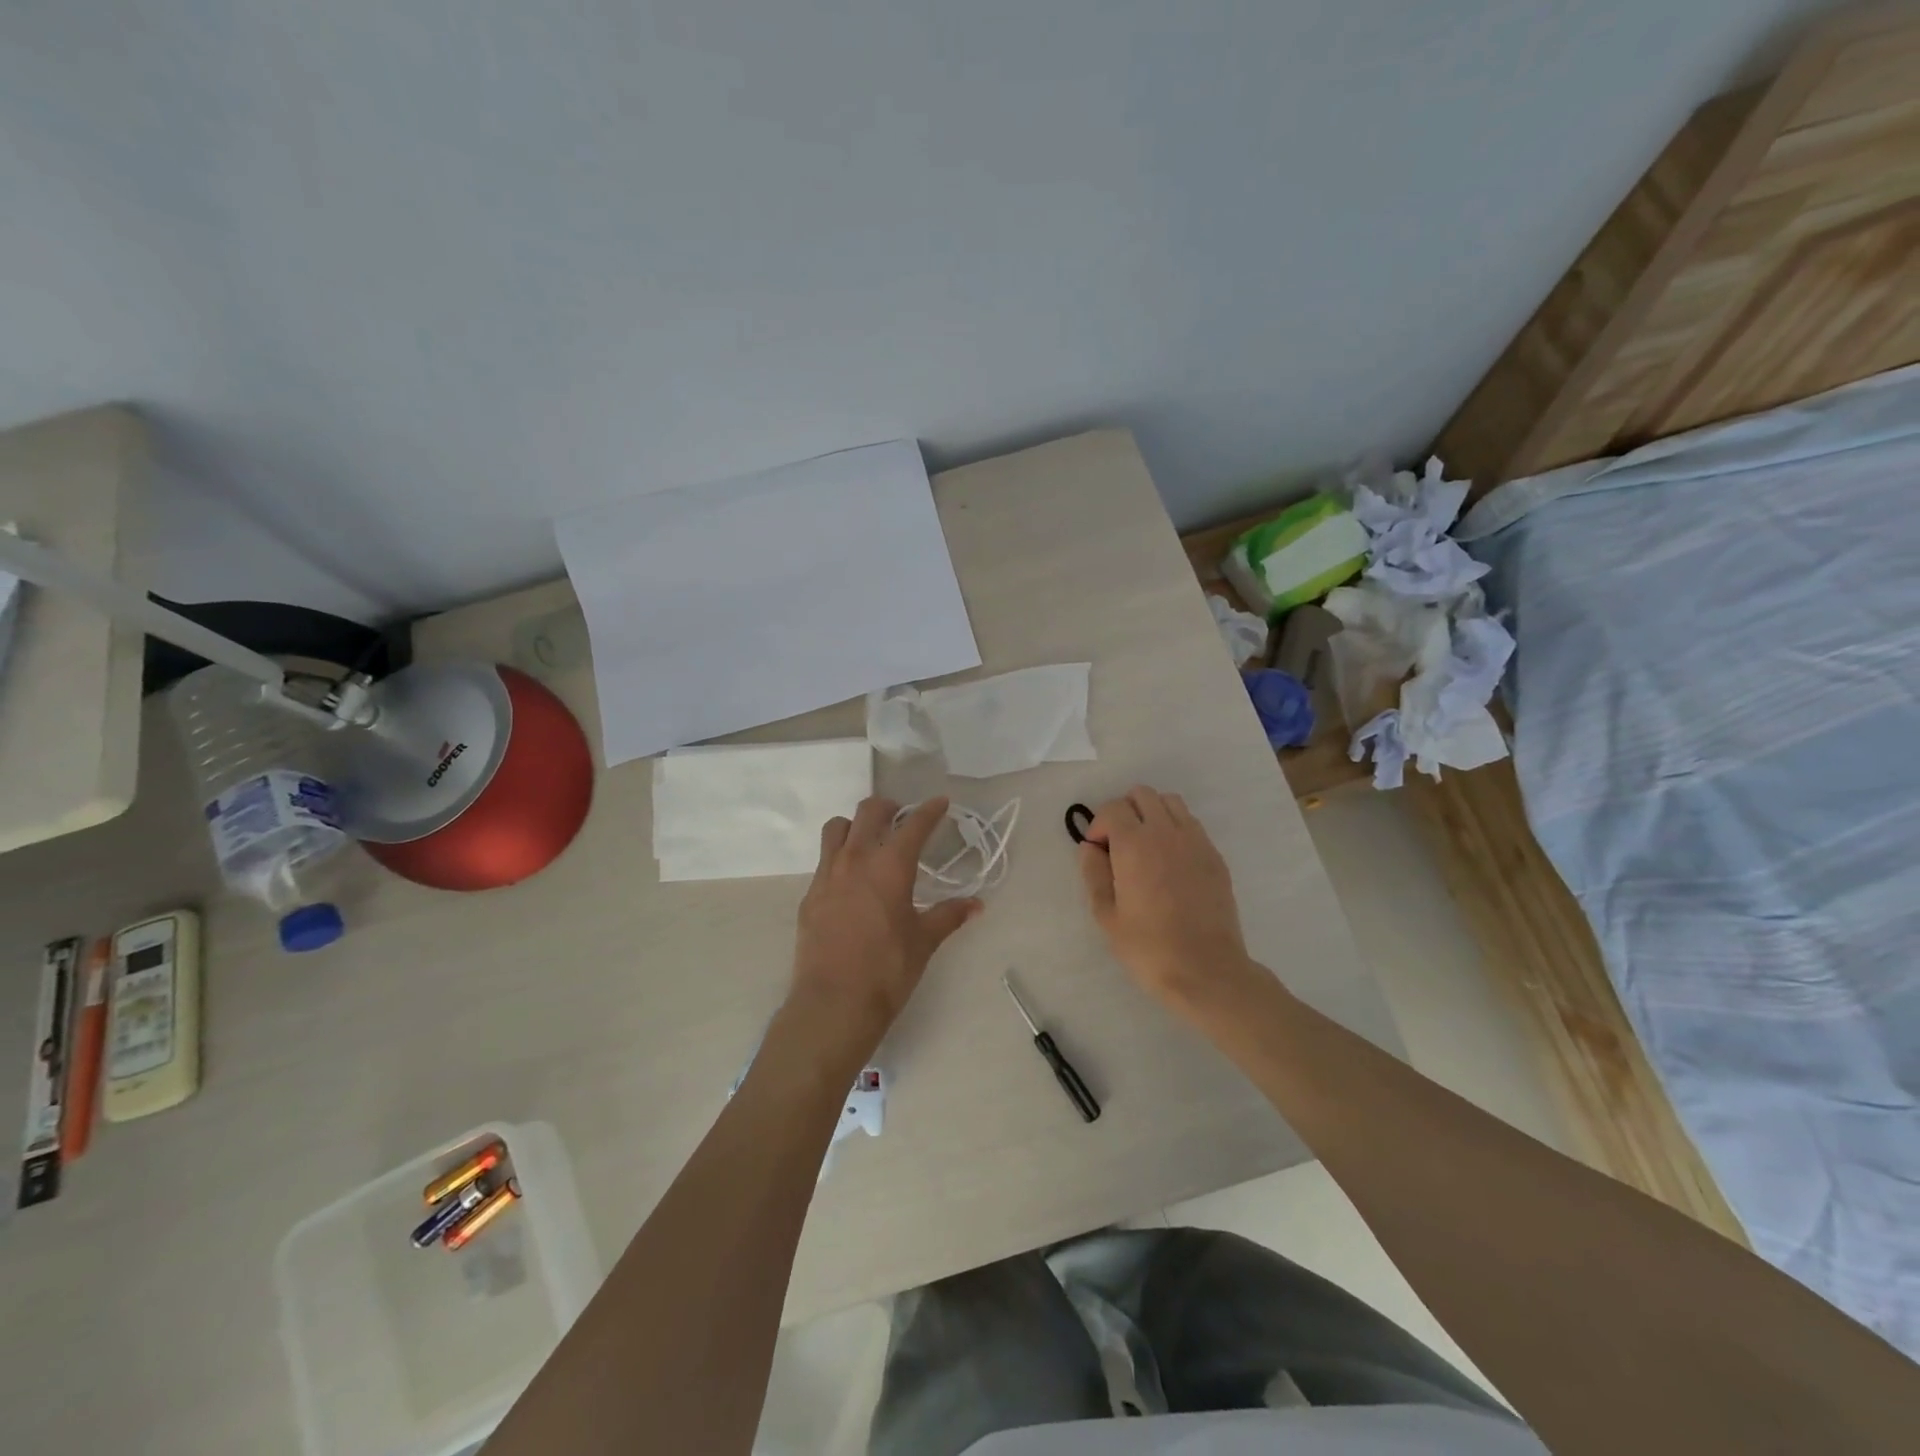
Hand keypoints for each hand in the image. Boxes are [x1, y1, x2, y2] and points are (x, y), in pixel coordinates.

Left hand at [786, 796, 981, 1065]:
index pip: (914, 825)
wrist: (833, 1002)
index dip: (930, 810)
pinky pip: (824, 861)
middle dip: (888, 808)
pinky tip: (850, 883)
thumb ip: (949, 916)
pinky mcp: (810, 895)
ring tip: (869, 841)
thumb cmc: (887, 970)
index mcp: (890, 865)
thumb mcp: (924, 941)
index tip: (940, 803)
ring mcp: (827, 875)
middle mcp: (856, 859)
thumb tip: (976, 904)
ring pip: (837, 828)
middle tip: (901, 818)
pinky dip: (839, 858)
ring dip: (855, 825)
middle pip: (869, 811)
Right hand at [1078, 786, 1260, 1017]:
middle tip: (1119, 845)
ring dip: (1153, 814)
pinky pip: (1192, 825)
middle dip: (1125, 812)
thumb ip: (1093, 874)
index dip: (1100, 825)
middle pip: (1142, 795)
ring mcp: (1196, 841)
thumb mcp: (1106, 915)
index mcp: (1134, 844)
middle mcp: (1166, 832)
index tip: (1098, 852)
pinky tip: (1171, 863)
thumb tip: (1090, 848)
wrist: (1206, 970)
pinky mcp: (1215, 856)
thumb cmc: (1148, 947)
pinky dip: (1175, 830)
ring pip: (1170, 802)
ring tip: (1146, 847)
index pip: (1113, 808)